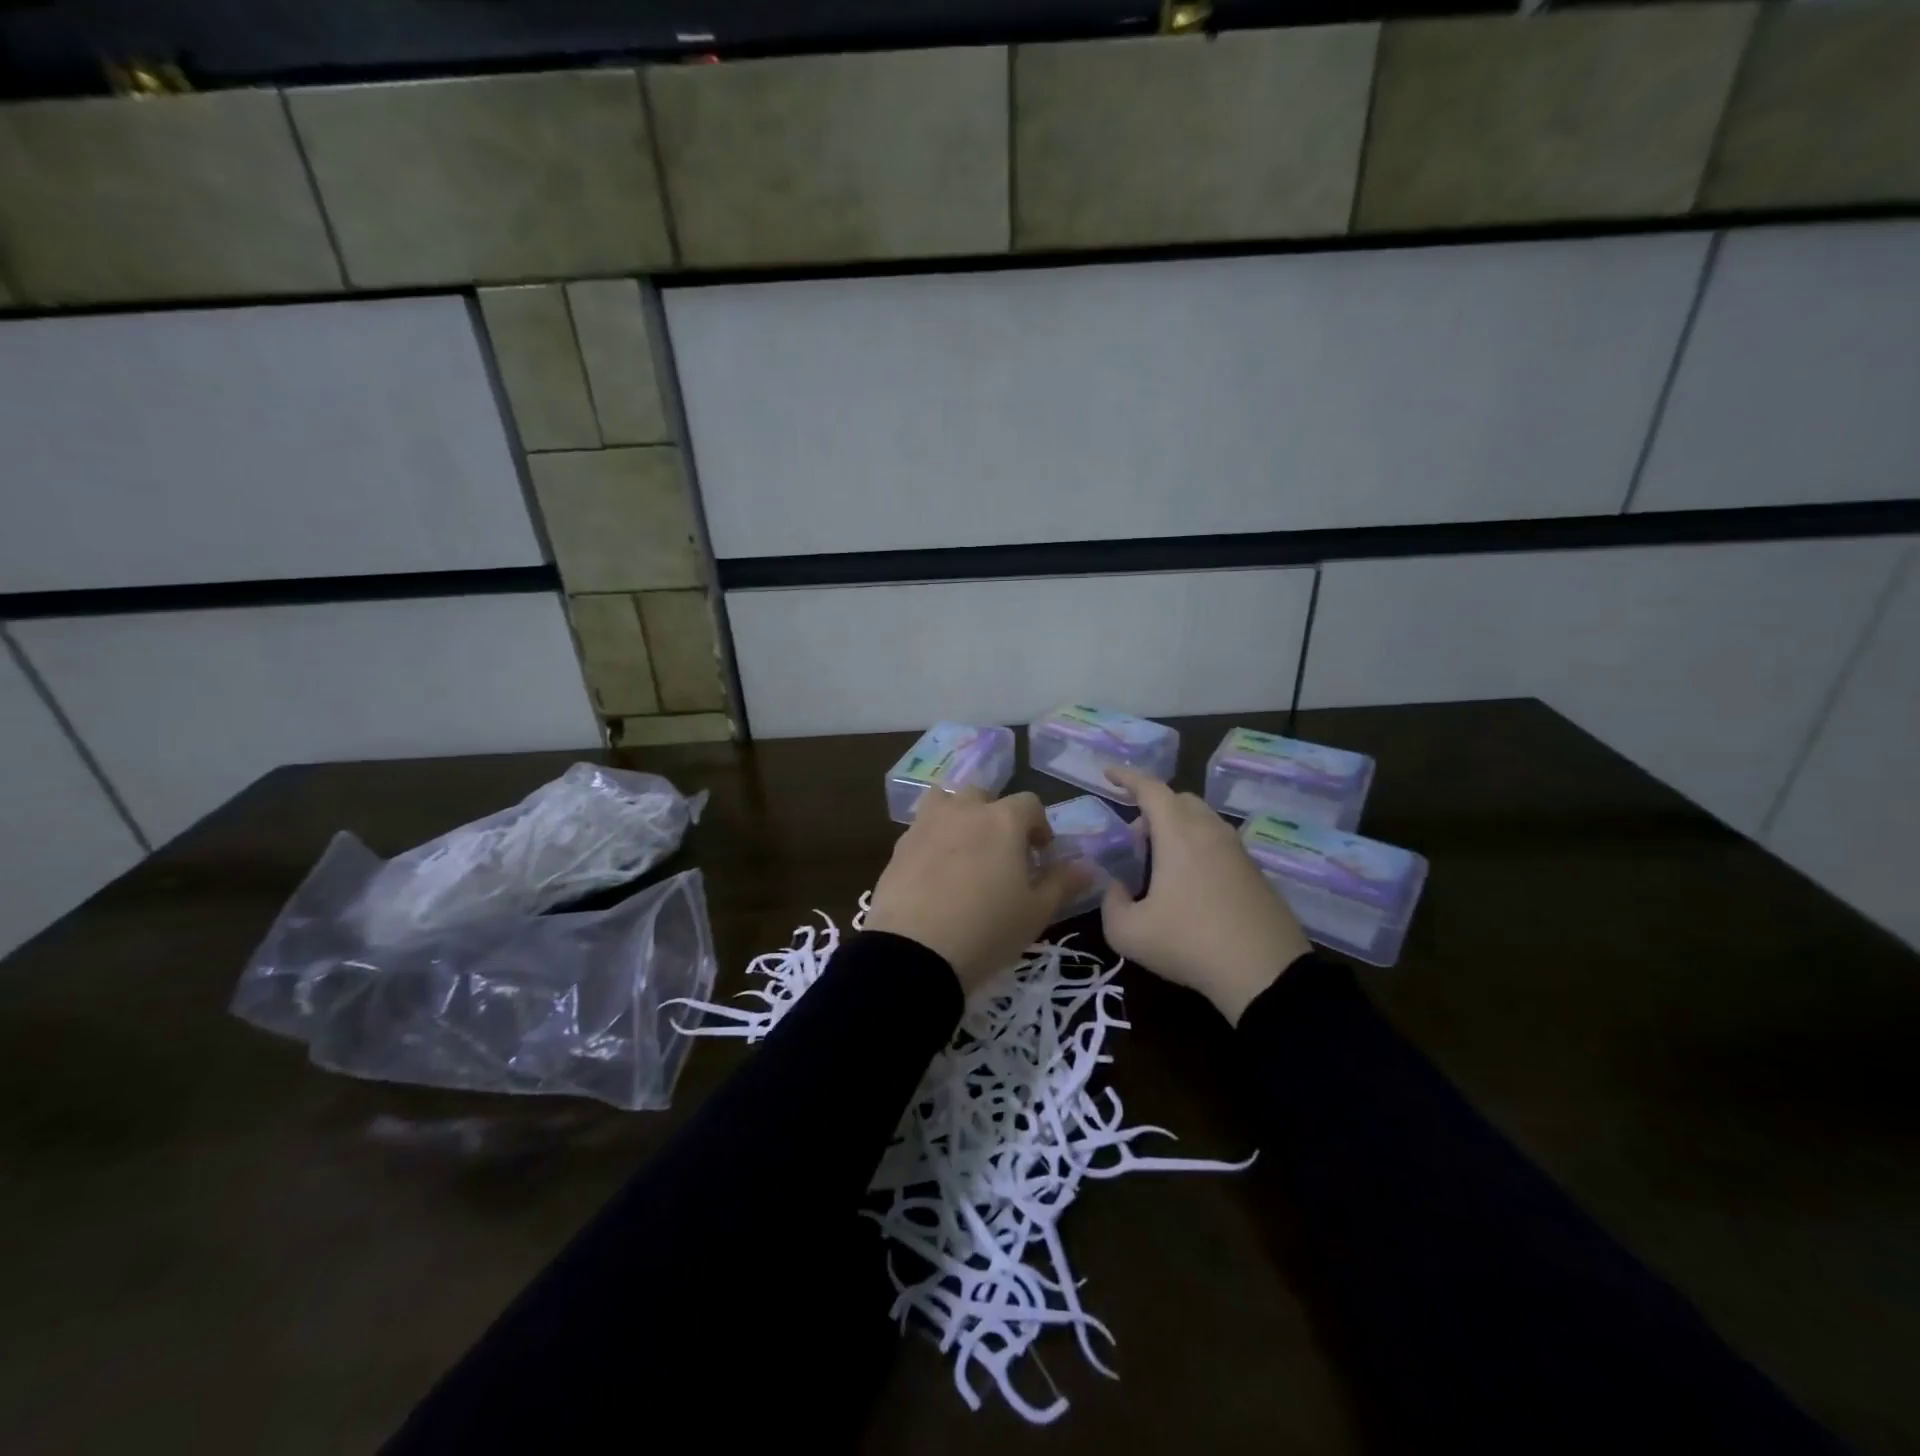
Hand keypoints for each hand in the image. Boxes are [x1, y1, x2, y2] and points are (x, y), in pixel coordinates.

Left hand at [866, 788, 1090, 993]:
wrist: (914, 952)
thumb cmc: (987, 930)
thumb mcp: (1036, 913)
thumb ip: (1062, 883)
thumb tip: (1088, 867)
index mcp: (1003, 820)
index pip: (1030, 803)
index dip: (1039, 826)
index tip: (1040, 856)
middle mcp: (964, 811)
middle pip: (984, 796)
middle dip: (997, 816)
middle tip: (1002, 853)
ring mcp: (926, 824)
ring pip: (945, 802)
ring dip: (959, 816)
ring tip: (964, 851)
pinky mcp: (898, 846)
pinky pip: (921, 829)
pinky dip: (932, 839)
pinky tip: (935, 873)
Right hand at [1100, 767, 1312, 1024]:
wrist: (1265, 974)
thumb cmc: (1189, 943)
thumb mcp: (1128, 933)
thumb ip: (1111, 903)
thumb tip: (1116, 889)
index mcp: (1179, 834)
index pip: (1150, 789)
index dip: (1126, 777)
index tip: (1108, 773)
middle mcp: (1210, 831)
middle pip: (1179, 800)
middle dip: (1152, 808)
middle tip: (1134, 839)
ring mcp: (1238, 851)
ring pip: (1202, 820)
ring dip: (1176, 828)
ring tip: (1160, 864)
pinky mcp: (1256, 872)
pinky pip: (1219, 843)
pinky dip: (1197, 848)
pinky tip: (1190, 885)